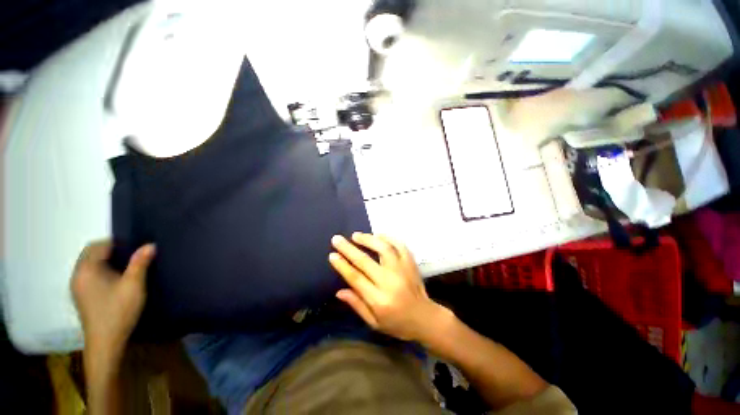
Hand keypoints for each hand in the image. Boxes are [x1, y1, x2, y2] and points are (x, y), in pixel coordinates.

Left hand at [71, 241, 155, 359]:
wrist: (105, 342)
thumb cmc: (119, 311)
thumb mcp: (134, 285)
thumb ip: (140, 263)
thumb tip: (150, 245)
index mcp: (87, 270)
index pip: (98, 245)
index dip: (116, 243)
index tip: (134, 248)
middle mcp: (77, 275)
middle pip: (90, 253)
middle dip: (110, 250)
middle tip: (132, 256)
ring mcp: (76, 286)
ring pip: (89, 264)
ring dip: (105, 260)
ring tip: (125, 268)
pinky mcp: (80, 295)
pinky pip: (88, 274)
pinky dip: (100, 270)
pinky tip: (114, 281)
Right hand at [329, 233, 451, 342]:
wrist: (425, 318)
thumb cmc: (397, 323)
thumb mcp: (374, 323)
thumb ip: (357, 305)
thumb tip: (339, 291)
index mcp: (379, 300)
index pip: (356, 278)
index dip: (342, 265)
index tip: (332, 255)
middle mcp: (390, 282)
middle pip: (365, 261)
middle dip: (349, 248)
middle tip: (337, 239)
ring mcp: (402, 270)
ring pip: (383, 248)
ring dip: (368, 239)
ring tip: (356, 235)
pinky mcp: (411, 263)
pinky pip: (400, 246)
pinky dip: (389, 238)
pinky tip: (379, 235)